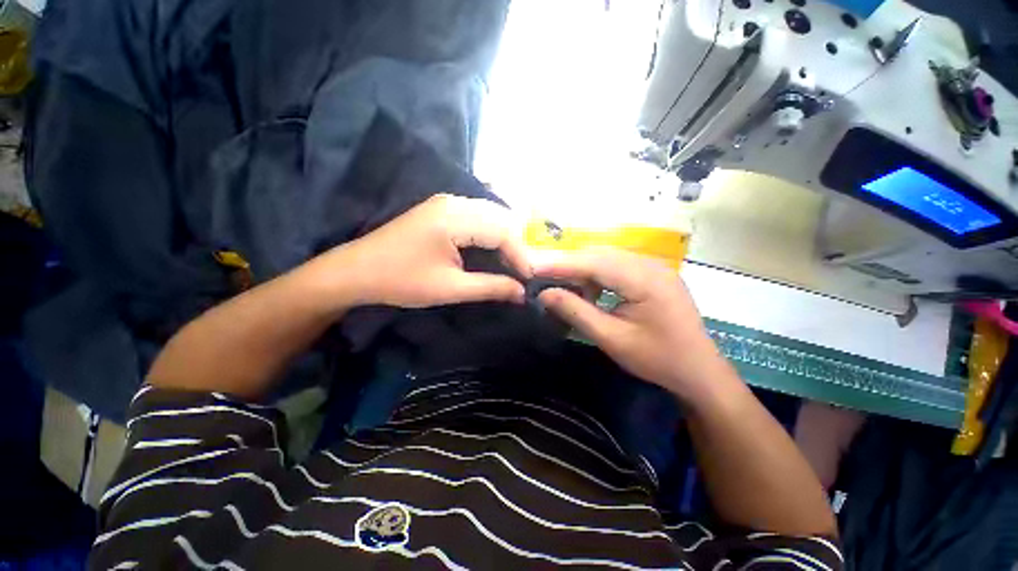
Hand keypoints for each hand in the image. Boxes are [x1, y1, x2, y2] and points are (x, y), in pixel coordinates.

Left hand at [314, 194, 531, 308]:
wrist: (356, 271)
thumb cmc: (402, 281)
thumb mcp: (450, 288)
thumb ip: (491, 287)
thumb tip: (522, 292)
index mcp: (455, 218)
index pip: (504, 231)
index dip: (521, 256)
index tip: (529, 280)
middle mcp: (455, 202)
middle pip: (501, 218)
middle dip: (516, 246)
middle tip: (521, 273)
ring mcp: (447, 202)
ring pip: (492, 215)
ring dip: (505, 239)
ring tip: (510, 265)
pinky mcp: (442, 209)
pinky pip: (478, 216)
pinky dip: (491, 234)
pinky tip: (492, 251)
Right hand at [534, 248, 733, 403]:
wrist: (699, 372)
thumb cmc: (657, 359)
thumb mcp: (612, 339)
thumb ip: (577, 312)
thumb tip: (545, 294)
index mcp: (645, 280)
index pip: (593, 263)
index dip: (560, 264)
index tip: (532, 266)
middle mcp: (651, 265)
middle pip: (600, 255)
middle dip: (568, 265)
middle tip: (542, 276)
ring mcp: (654, 267)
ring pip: (607, 259)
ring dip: (582, 270)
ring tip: (564, 287)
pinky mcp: (653, 275)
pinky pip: (617, 267)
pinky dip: (598, 276)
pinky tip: (590, 292)